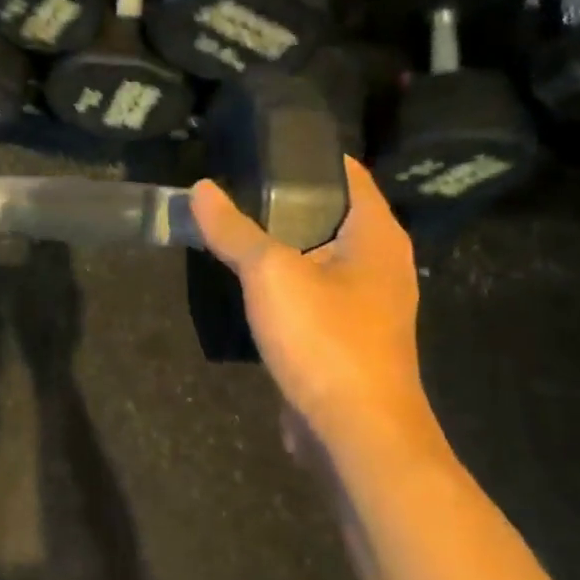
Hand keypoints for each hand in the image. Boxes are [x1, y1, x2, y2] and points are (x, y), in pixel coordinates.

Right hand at [190, 159, 443, 464]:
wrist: (355, 434)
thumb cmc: (325, 340)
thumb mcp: (271, 274)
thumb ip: (235, 230)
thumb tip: (201, 189)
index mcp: (377, 235)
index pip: (347, 173)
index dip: (306, 155)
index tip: (259, 146)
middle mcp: (379, 263)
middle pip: (330, 213)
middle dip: (284, 198)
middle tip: (232, 184)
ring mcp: (364, 303)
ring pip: (317, 255)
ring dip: (279, 242)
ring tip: (231, 224)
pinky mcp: (345, 337)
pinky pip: (310, 293)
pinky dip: (282, 281)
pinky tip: (244, 280)